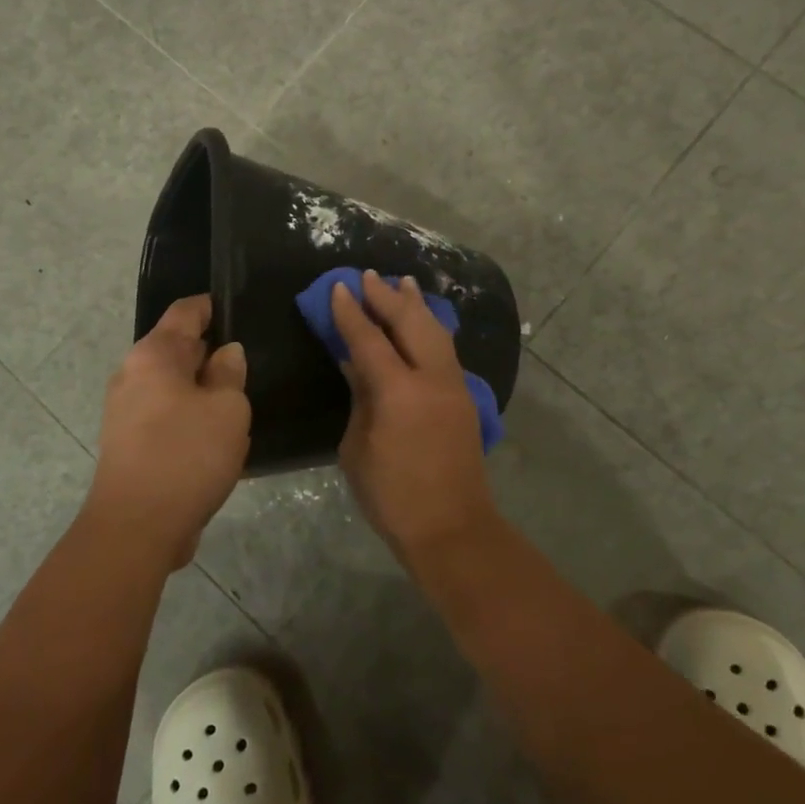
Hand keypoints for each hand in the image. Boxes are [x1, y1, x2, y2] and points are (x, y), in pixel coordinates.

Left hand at [88, 295, 249, 569]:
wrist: (137, 527)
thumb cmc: (187, 454)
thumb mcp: (227, 409)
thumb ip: (229, 373)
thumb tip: (226, 353)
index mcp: (154, 355)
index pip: (185, 312)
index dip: (212, 306)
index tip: (239, 308)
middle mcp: (133, 375)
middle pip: (176, 349)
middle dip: (211, 352)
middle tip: (251, 358)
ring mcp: (126, 411)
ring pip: (174, 386)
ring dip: (203, 390)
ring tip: (241, 399)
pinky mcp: (130, 444)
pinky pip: (167, 416)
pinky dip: (191, 417)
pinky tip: (219, 436)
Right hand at [332, 270, 494, 556]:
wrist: (451, 527)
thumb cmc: (392, 496)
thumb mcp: (357, 447)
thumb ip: (360, 398)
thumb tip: (356, 364)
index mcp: (398, 391)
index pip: (369, 338)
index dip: (351, 312)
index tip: (339, 287)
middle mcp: (431, 378)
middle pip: (410, 322)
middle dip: (387, 297)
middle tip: (369, 276)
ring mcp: (454, 385)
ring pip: (436, 331)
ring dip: (416, 306)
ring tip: (403, 283)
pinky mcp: (464, 397)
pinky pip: (446, 349)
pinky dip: (431, 328)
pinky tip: (424, 322)